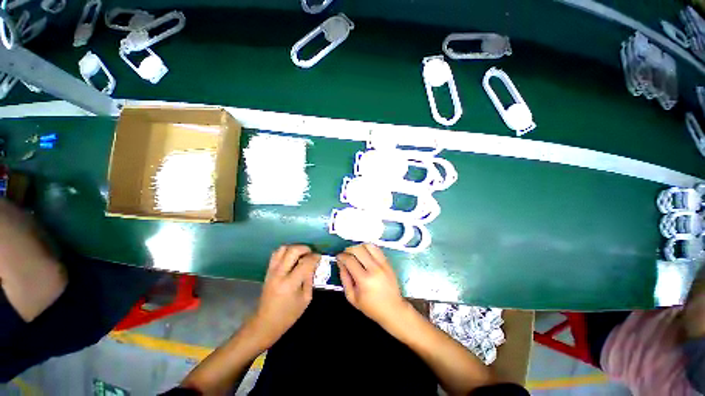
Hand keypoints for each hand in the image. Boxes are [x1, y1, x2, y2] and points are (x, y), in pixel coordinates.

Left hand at [249, 245, 319, 348]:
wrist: (265, 323)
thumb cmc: (289, 314)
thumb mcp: (306, 299)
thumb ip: (310, 279)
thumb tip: (314, 264)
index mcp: (290, 284)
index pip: (305, 262)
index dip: (315, 257)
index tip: (319, 257)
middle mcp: (279, 274)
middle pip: (292, 251)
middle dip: (305, 248)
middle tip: (311, 253)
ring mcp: (271, 271)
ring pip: (282, 249)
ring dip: (294, 248)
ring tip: (301, 254)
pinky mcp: (268, 271)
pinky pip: (276, 254)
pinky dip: (286, 251)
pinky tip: (292, 258)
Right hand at [336, 244, 408, 326]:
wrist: (393, 309)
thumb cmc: (371, 306)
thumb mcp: (352, 297)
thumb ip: (344, 278)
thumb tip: (340, 263)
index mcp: (364, 280)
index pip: (350, 260)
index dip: (341, 256)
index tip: (338, 257)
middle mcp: (374, 269)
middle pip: (358, 250)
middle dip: (348, 249)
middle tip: (345, 254)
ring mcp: (383, 264)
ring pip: (368, 246)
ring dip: (359, 247)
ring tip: (355, 253)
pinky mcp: (388, 262)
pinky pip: (377, 249)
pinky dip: (368, 248)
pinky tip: (365, 253)